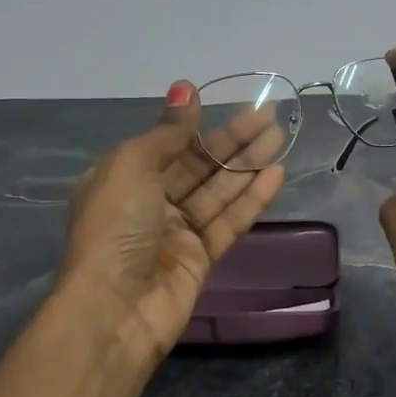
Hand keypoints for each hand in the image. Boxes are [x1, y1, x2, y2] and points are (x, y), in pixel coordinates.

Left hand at [59, 82, 286, 366]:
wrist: (116, 309)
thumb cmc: (115, 229)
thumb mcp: (132, 167)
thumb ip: (167, 132)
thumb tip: (184, 87)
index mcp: (122, 179)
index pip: (167, 144)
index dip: (196, 124)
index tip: (226, 102)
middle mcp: (149, 203)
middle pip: (198, 165)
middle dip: (233, 141)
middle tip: (269, 117)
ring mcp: (177, 232)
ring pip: (219, 191)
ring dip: (248, 165)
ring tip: (279, 138)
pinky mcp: (201, 258)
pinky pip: (230, 222)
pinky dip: (252, 199)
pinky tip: (276, 175)